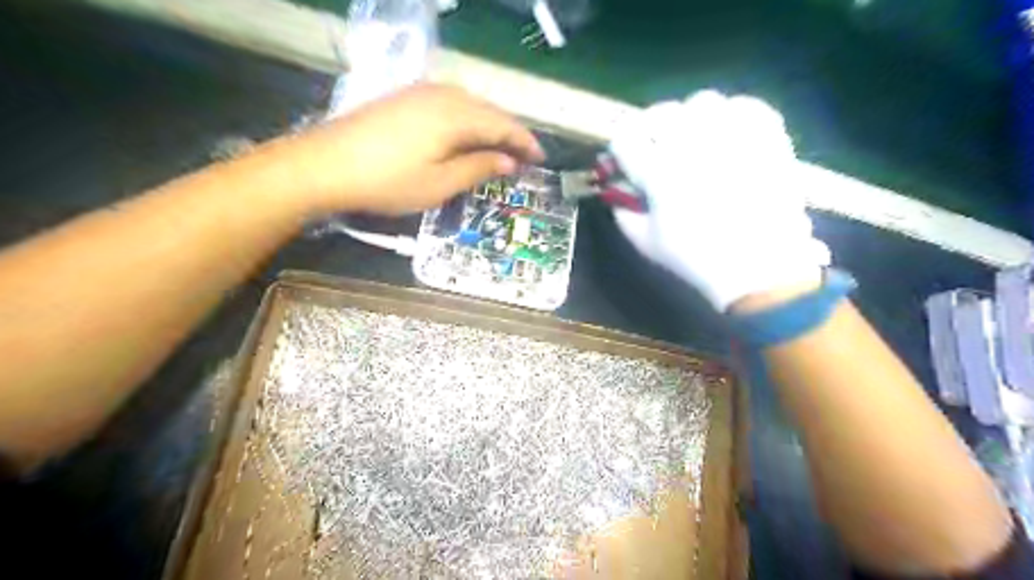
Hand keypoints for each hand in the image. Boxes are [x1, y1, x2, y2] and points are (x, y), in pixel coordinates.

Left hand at [273, 80, 549, 212]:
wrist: (325, 165)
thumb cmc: (387, 182)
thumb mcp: (439, 184)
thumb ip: (477, 168)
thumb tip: (509, 161)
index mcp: (456, 116)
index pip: (502, 125)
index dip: (524, 142)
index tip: (540, 159)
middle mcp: (443, 95)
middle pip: (488, 111)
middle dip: (509, 133)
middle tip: (523, 157)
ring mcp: (421, 92)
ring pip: (469, 104)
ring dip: (488, 125)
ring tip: (499, 148)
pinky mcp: (405, 97)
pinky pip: (450, 103)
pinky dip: (467, 120)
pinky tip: (465, 135)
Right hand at [607, 92, 829, 313]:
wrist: (759, 267)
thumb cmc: (696, 258)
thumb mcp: (646, 243)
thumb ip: (623, 212)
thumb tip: (616, 189)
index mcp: (659, 172)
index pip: (625, 138)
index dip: (621, 148)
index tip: (625, 159)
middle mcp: (693, 144)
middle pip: (660, 112)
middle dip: (650, 129)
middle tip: (657, 148)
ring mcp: (733, 136)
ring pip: (702, 102)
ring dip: (691, 119)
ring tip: (695, 139)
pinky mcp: (766, 136)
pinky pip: (745, 106)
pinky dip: (732, 115)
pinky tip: (728, 135)